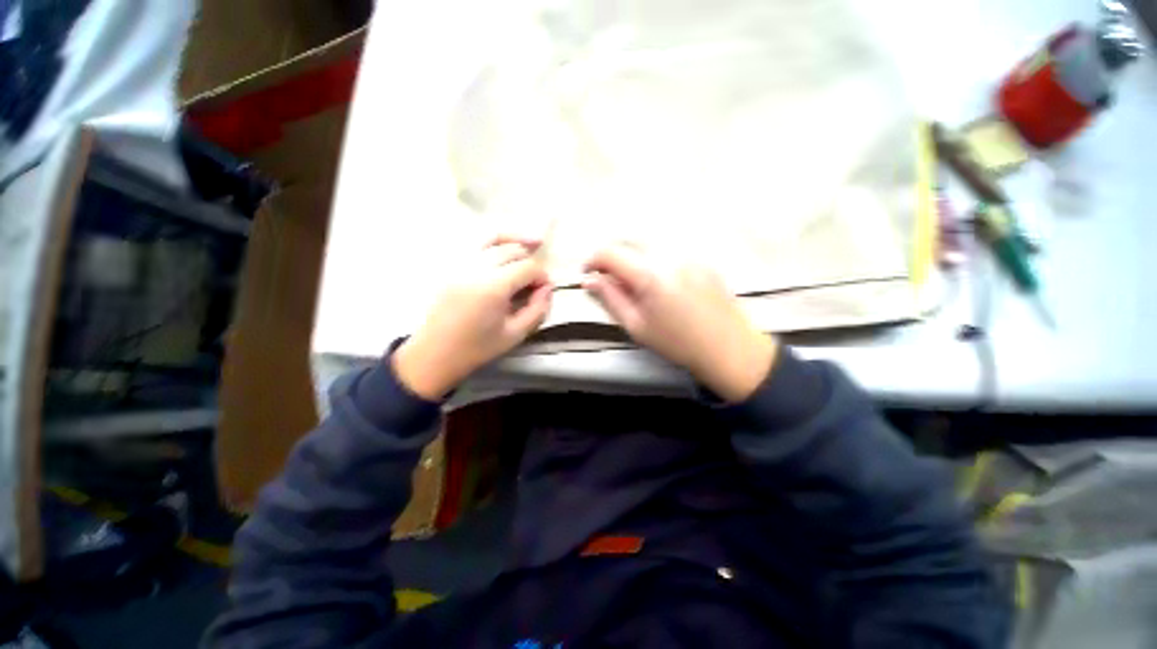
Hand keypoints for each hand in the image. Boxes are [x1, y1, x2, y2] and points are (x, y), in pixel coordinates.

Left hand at [393, 237, 551, 399]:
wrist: (434, 353)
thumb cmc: (476, 348)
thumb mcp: (515, 334)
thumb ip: (537, 309)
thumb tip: (548, 288)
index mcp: (493, 287)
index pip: (527, 267)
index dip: (541, 276)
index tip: (545, 289)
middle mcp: (476, 268)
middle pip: (512, 250)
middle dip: (530, 261)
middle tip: (535, 280)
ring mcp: (459, 263)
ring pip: (493, 238)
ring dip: (514, 241)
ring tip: (532, 241)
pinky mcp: (450, 264)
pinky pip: (475, 242)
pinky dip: (493, 240)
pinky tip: (505, 244)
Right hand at [583, 244, 777, 401]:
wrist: (729, 348)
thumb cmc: (679, 343)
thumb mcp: (637, 326)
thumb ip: (611, 299)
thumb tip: (590, 281)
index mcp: (651, 275)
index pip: (611, 253)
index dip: (593, 261)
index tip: (588, 274)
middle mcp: (670, 255)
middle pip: (629, 240)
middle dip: (612, 255)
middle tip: (608, 278)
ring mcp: (689, 253)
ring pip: (649, 241)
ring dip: (632, 254)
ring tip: (632, 279)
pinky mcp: (701, 257)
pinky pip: (668, 247)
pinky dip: (653, 256)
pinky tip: (658, 278)